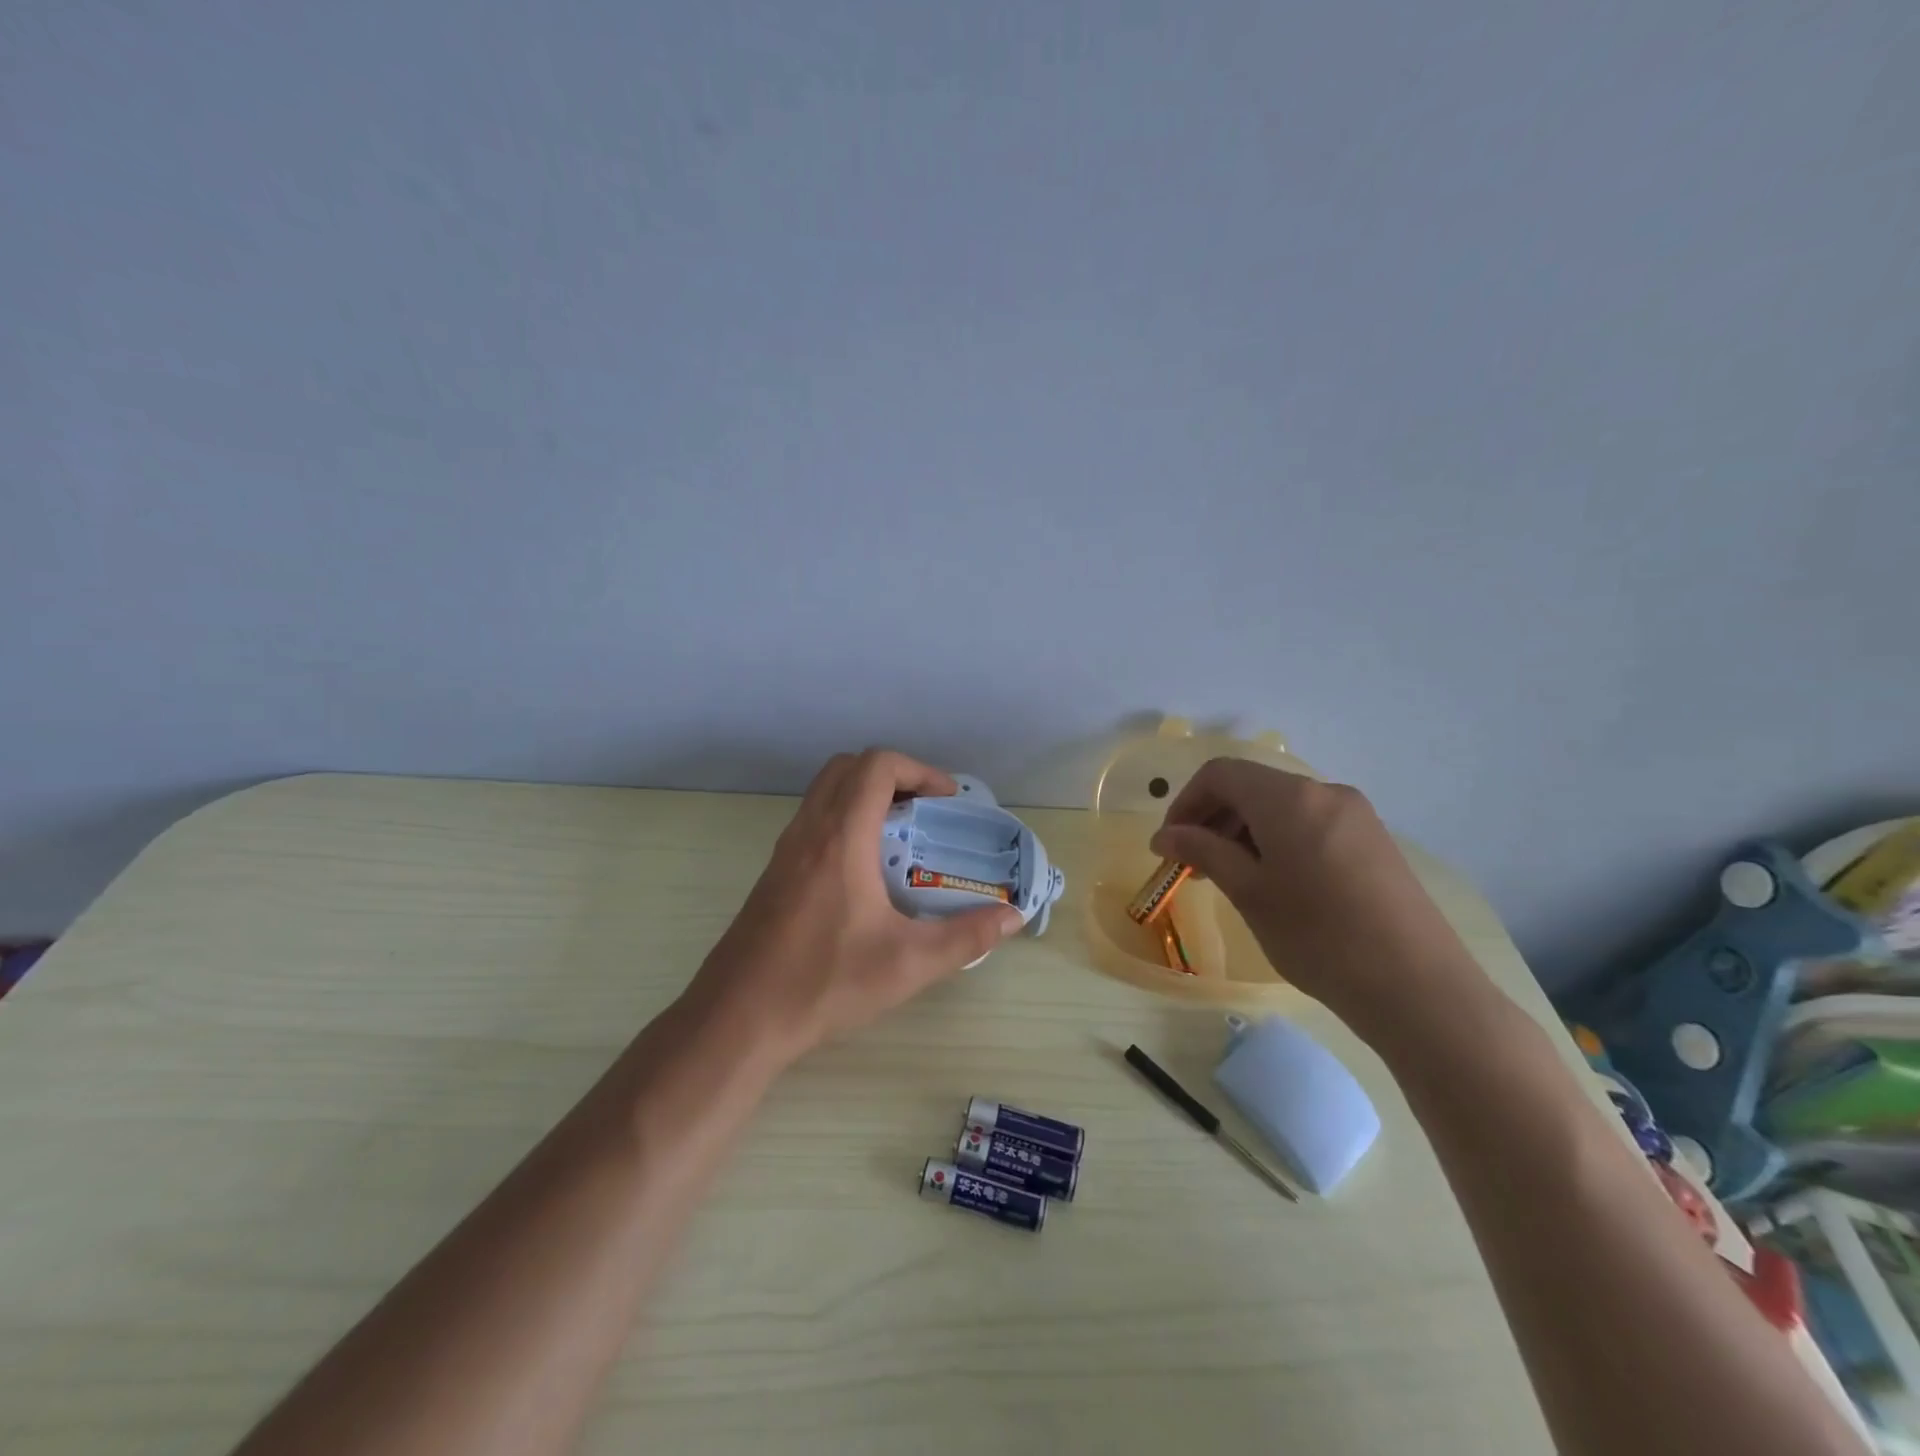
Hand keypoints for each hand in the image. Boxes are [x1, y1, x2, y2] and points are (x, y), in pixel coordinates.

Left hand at [684, 749, 1023, 1066]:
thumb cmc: (823, 983)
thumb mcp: (908, 964)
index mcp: (840, 838)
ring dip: (866, 796)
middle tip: (925, 810)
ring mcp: (785, 851)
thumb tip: (1013, 916)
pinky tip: (866, 871)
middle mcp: (809, 831)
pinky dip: (845, 820)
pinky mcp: (775, 873)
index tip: (947, 801)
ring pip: (826, 792)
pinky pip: (814, 820)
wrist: (737, 1018)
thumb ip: (966, 937)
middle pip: (848, 768)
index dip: (919, 770)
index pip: (877, 766)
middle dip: (893, 775)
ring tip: (901, 836)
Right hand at [1150, 758, 1488, 1042]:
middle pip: (1252, 786)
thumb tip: (1164, 835)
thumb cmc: (1319, 937)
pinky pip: (1310, 824)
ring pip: (1281, 807)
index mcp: (1289, 797)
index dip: (1185, 803)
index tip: (1170, 845)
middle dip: (1213, 818)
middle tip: (1195, 866)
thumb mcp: (1249, 892)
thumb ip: (1203, 852)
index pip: (1220, 774)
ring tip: (1232, 878)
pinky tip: (1276, 883)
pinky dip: (1278, 841)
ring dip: (1244, 831)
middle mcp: (1324, 791)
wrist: (1418, 987)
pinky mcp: (1374, 840)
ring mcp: (1355, 815)